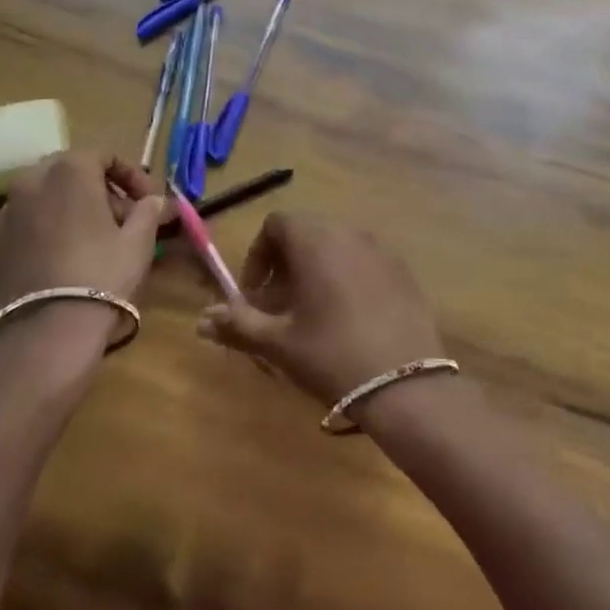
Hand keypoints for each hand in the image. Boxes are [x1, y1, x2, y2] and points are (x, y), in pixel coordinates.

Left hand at [0, 153, 164, 320]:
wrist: (46, 334)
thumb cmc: (102, 275)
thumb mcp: (139, 240)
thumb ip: (148, 210)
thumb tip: (155, 200)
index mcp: (69, 171)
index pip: (104, 156)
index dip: (131, 176)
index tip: (148, 200)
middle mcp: (31, 182)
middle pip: (71, 173)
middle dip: (99, 189)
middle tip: (122, 218)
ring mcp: (6, 214)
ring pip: (45, 198)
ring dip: (71, 209)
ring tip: (93, 240)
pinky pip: (27, 226)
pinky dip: (47, 231)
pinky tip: (63, 260)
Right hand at [196, 212, 445, 405]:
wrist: (407, 385)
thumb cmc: (332, 355)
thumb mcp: (278, 343)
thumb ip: (238, 324)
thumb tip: (202, 319)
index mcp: (315, 240)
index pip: (277, 224)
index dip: (258, 256)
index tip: (255, 295)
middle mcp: (348, 232)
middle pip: (306, 233)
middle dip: (285, 265)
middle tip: (279, 308)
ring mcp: (381, 250)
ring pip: (336, 247)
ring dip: (315, 271)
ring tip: (311, 316)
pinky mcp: (403, 271)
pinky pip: (363, 262)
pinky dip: (346, 278)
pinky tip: (348, 321)